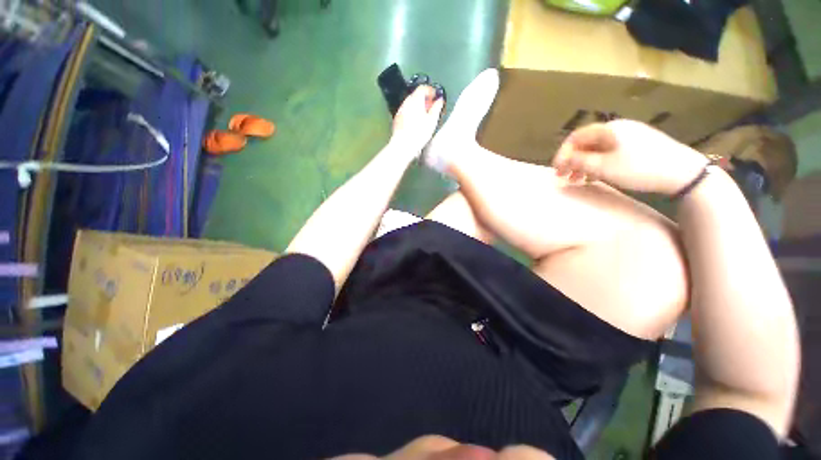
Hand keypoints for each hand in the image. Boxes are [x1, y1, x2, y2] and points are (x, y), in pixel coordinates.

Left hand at [390, 86, 444, 155]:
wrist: (403, 145)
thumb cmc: (419, 133)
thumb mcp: (432, 120)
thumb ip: (437, 108)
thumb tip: (440, 101)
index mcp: (416, 100)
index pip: (423, 88)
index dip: (430, 91)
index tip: (435, 96)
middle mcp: (406, 102)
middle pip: (416, 95)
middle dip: (424, 99)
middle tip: (431, 107)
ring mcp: (400, 110)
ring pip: (410, 104)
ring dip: (418, 107)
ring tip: (424, 116)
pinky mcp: (397, 119)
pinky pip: (406, 112)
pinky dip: (412, 113)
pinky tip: (416, 123)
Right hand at [552, 120, 709, 195]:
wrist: (682, 172)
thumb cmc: (639, 168)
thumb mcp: (604, 167)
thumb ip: (580, 162)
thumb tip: (565, 160)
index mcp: (608, 129)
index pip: (576, 137)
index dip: (562, 153)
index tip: (556, 169)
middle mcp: (617, 129)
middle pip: (586, 143)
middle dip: (572, 160)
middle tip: (564, 176)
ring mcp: (630, 136)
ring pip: (597, 149)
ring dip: (583, 163)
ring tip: (577, 180)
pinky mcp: (638, 146)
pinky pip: (610, 152)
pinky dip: (598, 163)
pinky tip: (595, 175)